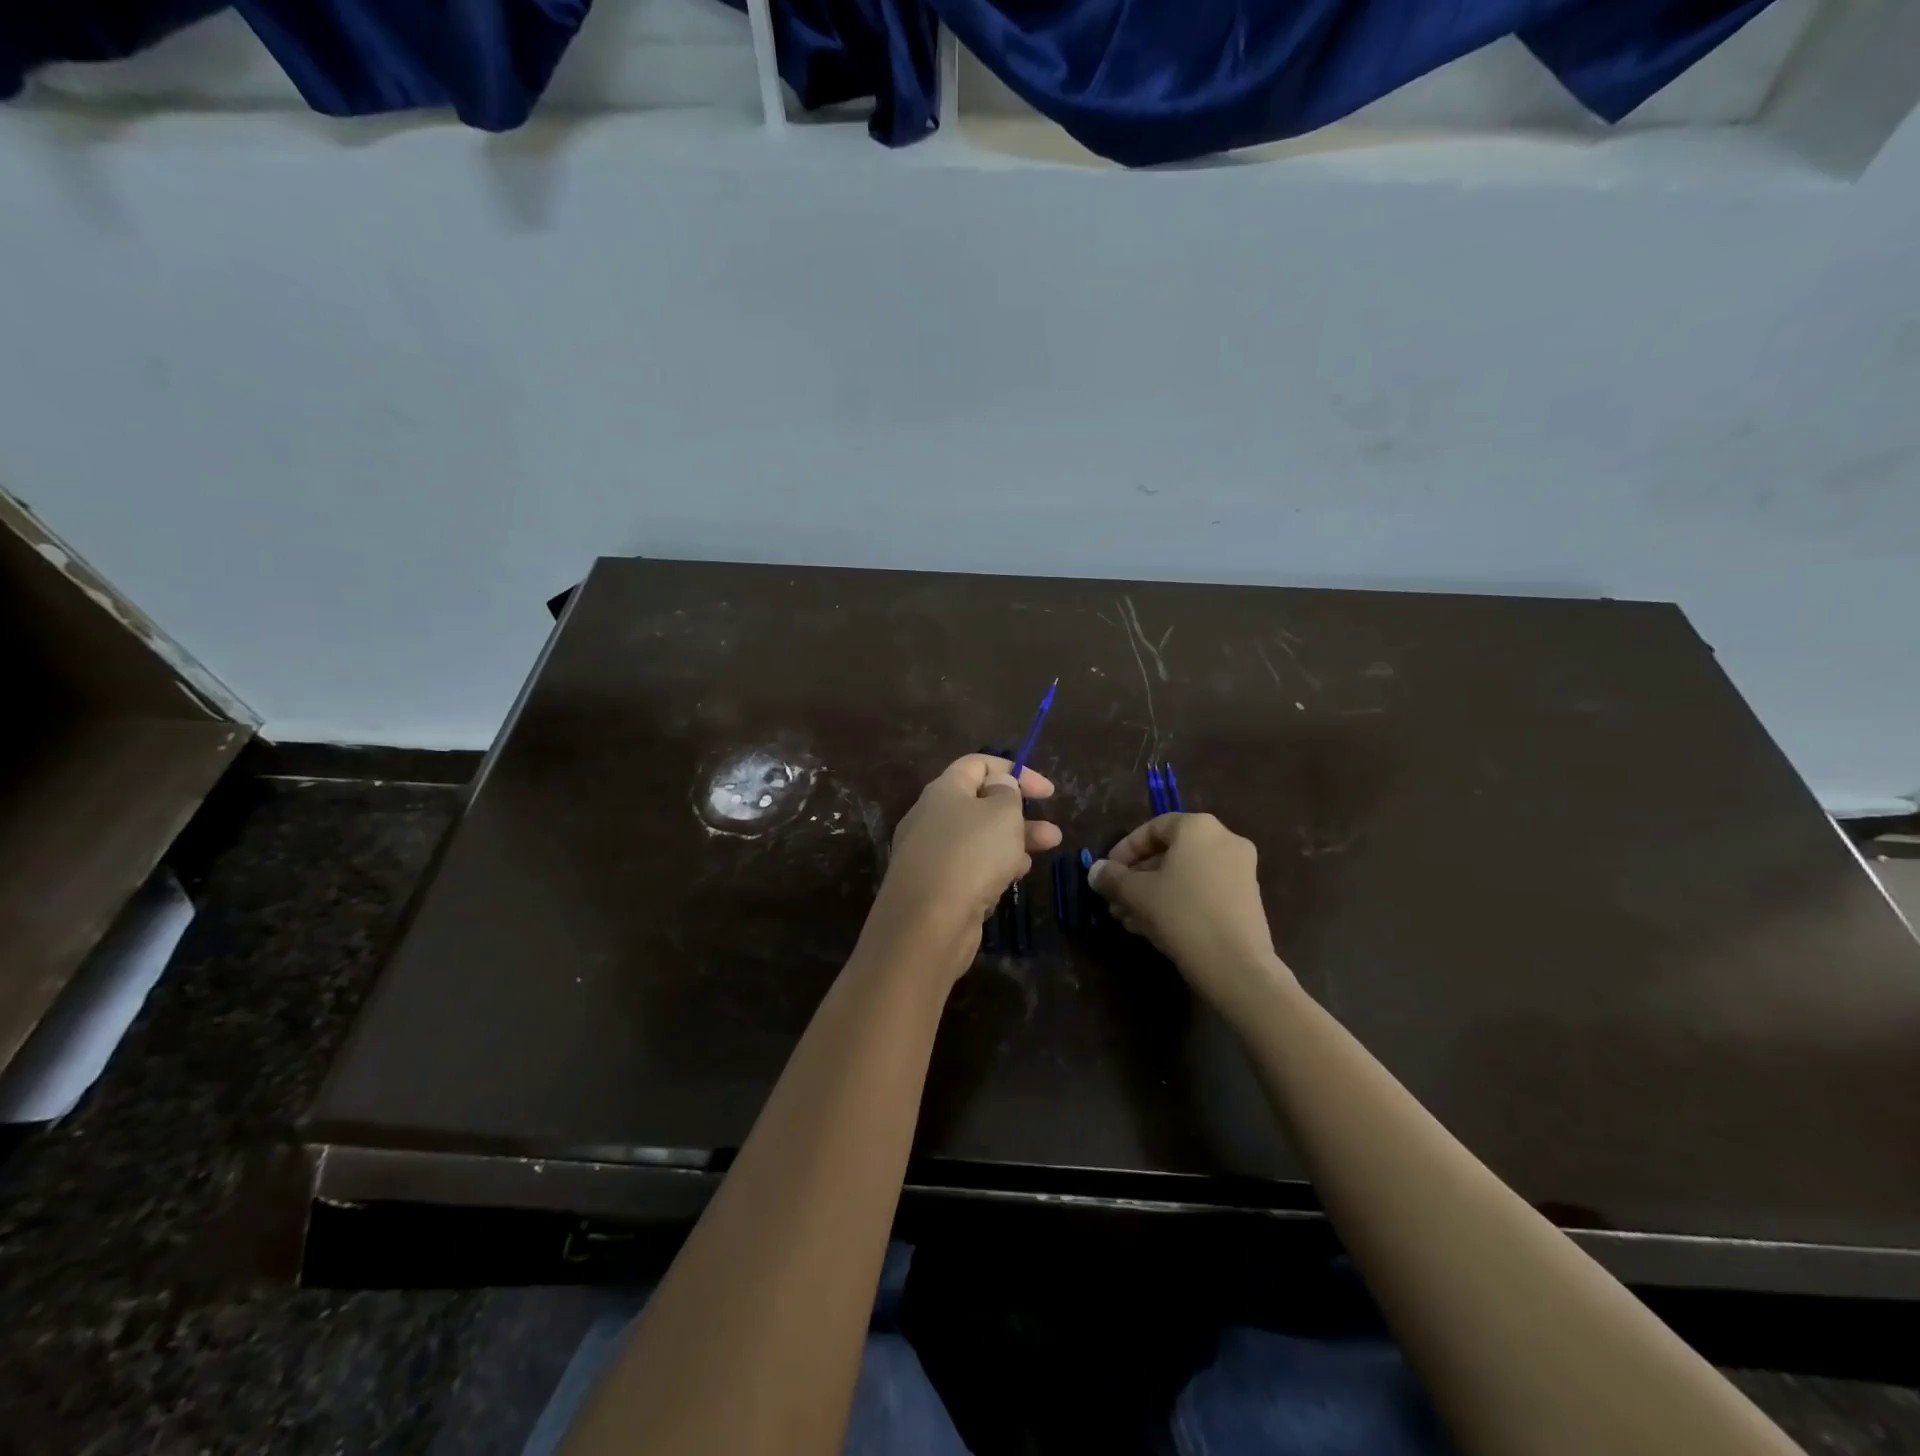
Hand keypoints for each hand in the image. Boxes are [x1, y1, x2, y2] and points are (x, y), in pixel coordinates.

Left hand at [863, 754, 1061, 981]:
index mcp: (943, 790)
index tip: (1047, 792)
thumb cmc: (971, 855)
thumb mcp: (1002, 814)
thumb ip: (1007, 793)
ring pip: (978, 839)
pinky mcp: (933, 887)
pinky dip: (993, 868)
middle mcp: (931, 817)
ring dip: (1013, 841)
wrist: (927, 923)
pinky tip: (1012, 878)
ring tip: (1046, 852)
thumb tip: (999, 785)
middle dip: (1020, 814)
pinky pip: (968, 868)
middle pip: (980, 804)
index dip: (1015, 772)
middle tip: (1053, 831)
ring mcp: (929, 854)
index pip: (978, 764)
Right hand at [1088, 813, 1295, 1017]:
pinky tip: (1151, 927)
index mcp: (1198, 828)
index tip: (1107, 873)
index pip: (1153, 828)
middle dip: (1137, 877)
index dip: (1124, 850)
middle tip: (1115, 899)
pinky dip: (1177, 902)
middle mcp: (1224, 840)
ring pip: (1185, 875)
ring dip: (1153, 893)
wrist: (1236, 966)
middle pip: (1169, 853)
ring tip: (1127, 918)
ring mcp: (1240, 870)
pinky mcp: (1246, 899)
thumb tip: (1095, 871)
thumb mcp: (1137, 894)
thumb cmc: (1182, 914)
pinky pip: (1202, 890)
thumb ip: (1112, 878)